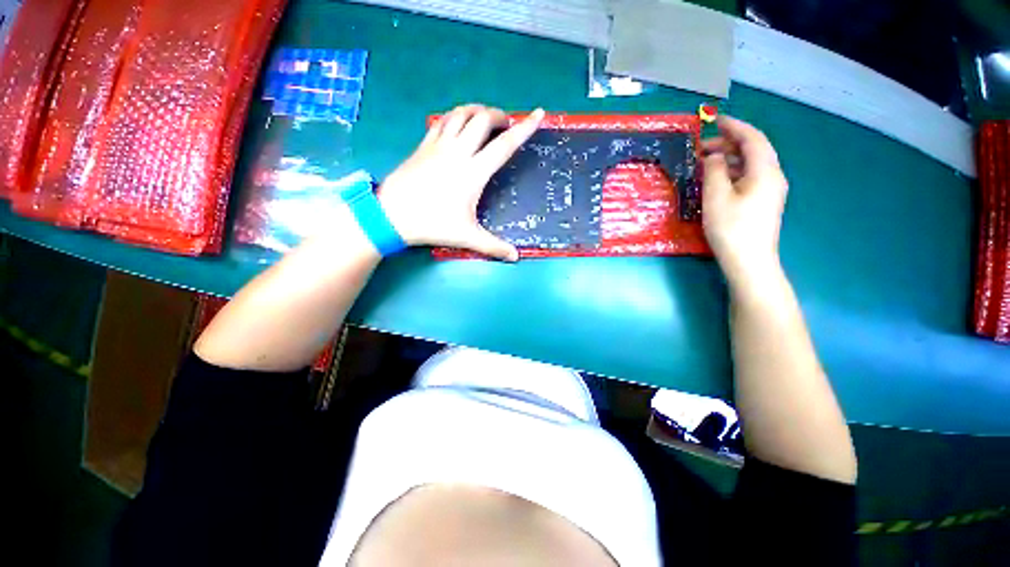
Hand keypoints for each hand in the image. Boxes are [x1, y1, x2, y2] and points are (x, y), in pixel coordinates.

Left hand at [378, 104, 545, 260]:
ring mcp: (439, 145)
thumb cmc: (433, 225)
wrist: (392, 214)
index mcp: (473, 172)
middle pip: (483, 119)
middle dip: (499, 116)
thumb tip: (516, 257)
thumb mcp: (467, 237)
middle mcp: (458, 152)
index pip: (504, 145)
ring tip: (485, 119)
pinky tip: (459, 124)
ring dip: (478, 111)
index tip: (538, 114)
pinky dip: (456, 115)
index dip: (524, 129)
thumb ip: (493, 246)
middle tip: (506, 125)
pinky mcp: (424, 145)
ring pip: (461, 113)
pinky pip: (443, 120)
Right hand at [701, 116, 788, 288]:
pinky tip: (717, 179)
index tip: (716, 120)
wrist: (749, 261)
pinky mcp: (764, 202)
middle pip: (754, 150)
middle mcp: (773, 176)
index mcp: (764, 171)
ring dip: (729, 158)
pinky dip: (733, 172)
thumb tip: (714, 156)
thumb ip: (714, 170)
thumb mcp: (716, 196)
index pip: (752, 138)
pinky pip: (749, 177)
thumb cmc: (731, 228)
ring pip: (751, 164)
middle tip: (702, 147)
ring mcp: (770, 190)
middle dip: (729, 143)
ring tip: (705, 162)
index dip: (735, 126)